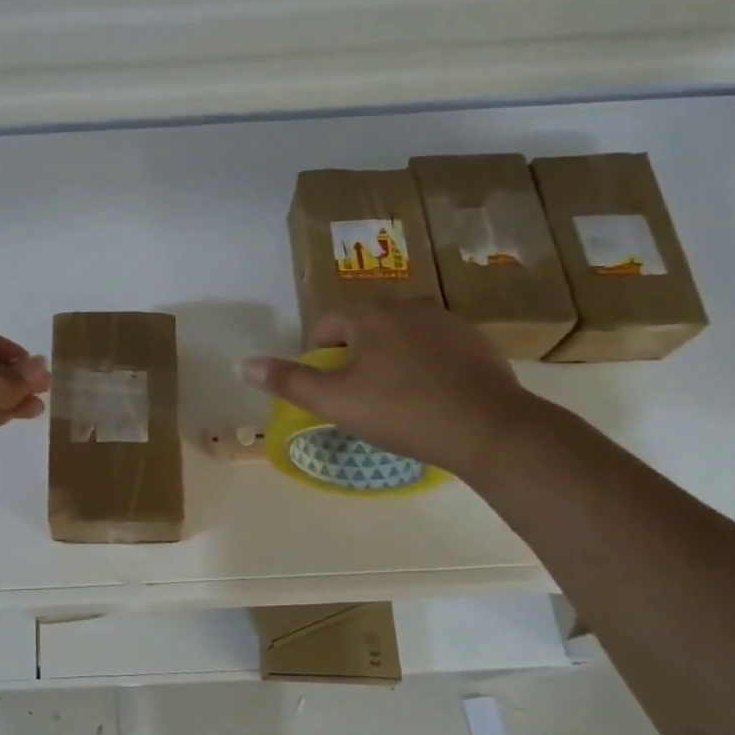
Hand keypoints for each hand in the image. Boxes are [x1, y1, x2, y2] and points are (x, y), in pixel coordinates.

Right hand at [240, 305, 537, 476]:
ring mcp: (447, 321)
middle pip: (364, 325)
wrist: (491, 429)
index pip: (327, 323)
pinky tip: (431, 395)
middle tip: (358, 394)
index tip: (327, 386)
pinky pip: (435, 346)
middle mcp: (408, 305)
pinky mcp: (476, 341)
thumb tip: (243, 363)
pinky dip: (424, 363)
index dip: (317, 353)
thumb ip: (289, 381)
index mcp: (370, 315)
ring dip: (389, 356)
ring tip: (394, 396)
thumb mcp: (336, 401)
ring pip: (401, 334)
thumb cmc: (403, 412)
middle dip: (354, 353)